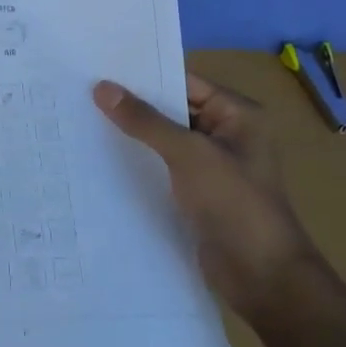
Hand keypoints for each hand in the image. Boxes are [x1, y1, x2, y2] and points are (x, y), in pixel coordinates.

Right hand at [93, 72, 313, 319]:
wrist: (262, 278)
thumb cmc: (234, 203)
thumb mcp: (188, 154)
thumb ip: (145, 120)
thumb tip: (102, 87)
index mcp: (238, 115)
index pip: (184, 82)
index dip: (145, 77)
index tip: (99, 69)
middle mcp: (226, 134)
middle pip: (173, 110)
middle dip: (133, 106)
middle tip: (83, 93)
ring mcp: (212, 166)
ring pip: (165, 141)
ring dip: (133, 136)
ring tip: (83, 121)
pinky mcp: (197, 195)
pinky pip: (163, 168)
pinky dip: (139, 163)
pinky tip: (101, 159)